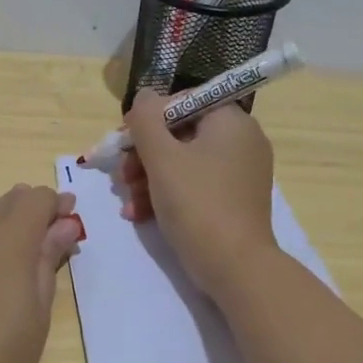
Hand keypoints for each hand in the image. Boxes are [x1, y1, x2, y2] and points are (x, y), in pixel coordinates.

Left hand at [0, 184, 83, 362]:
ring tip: (3, 242)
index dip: (56, 206)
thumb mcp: (36, 316)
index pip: (38, 199)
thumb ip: (47, 263)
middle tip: (40, 236)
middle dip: (27, 211)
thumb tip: (64, 224)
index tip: (67, 222)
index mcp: (12, 240)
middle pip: (5, 202)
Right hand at [122, 92, 277, 296]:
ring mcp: (240, 172)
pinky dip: (167, 195)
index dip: (149, 119)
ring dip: (149, 178)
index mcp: (231, 121)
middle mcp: (241, 140)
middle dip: (144, 155)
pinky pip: (195, 185)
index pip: (183, 101)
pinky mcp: (234, 200)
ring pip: (184, 162)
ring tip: (127, 201)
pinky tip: (139, 214)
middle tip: (122, 176)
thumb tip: (144, 96)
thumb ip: (146, 119)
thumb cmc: (197, 204)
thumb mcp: (162, 158)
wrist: (235, 267)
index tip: (124, 143)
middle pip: (180, 133)